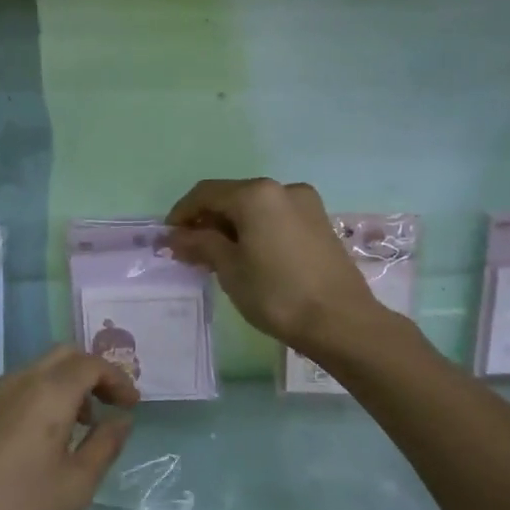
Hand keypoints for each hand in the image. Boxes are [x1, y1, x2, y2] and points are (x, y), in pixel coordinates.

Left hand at [0, 345, 138, 509]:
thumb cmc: (19, 504)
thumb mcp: (76, 483)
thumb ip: (105, 445)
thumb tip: (121, 420)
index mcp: (51, 391)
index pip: (92, 364)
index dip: (118, 379)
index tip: (133, 405)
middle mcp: (24, 380)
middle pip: (66, 355)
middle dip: (94, 373)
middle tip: (111, 403)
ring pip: (43, 368)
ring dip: (70, 383)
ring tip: (85, 422)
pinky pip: (25, 385)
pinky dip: (48, 393)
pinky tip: (51, 433)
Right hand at [166, 178, 386, 357]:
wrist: (341, 322)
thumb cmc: (276, 293)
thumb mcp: (229, 269)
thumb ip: (201, 244)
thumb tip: (175, 237)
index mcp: (256, 193)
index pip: (206, 193)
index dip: (181, 213)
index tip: (168, 238)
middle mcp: (282, 188)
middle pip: (232, 196)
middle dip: (207, 220)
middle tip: (190, 251)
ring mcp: (305, 204)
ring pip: (255, 208)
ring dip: (231, 226)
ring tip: (217, 257)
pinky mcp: (319, 222)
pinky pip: (276, 218)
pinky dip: (255, 230)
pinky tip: (248, 256)